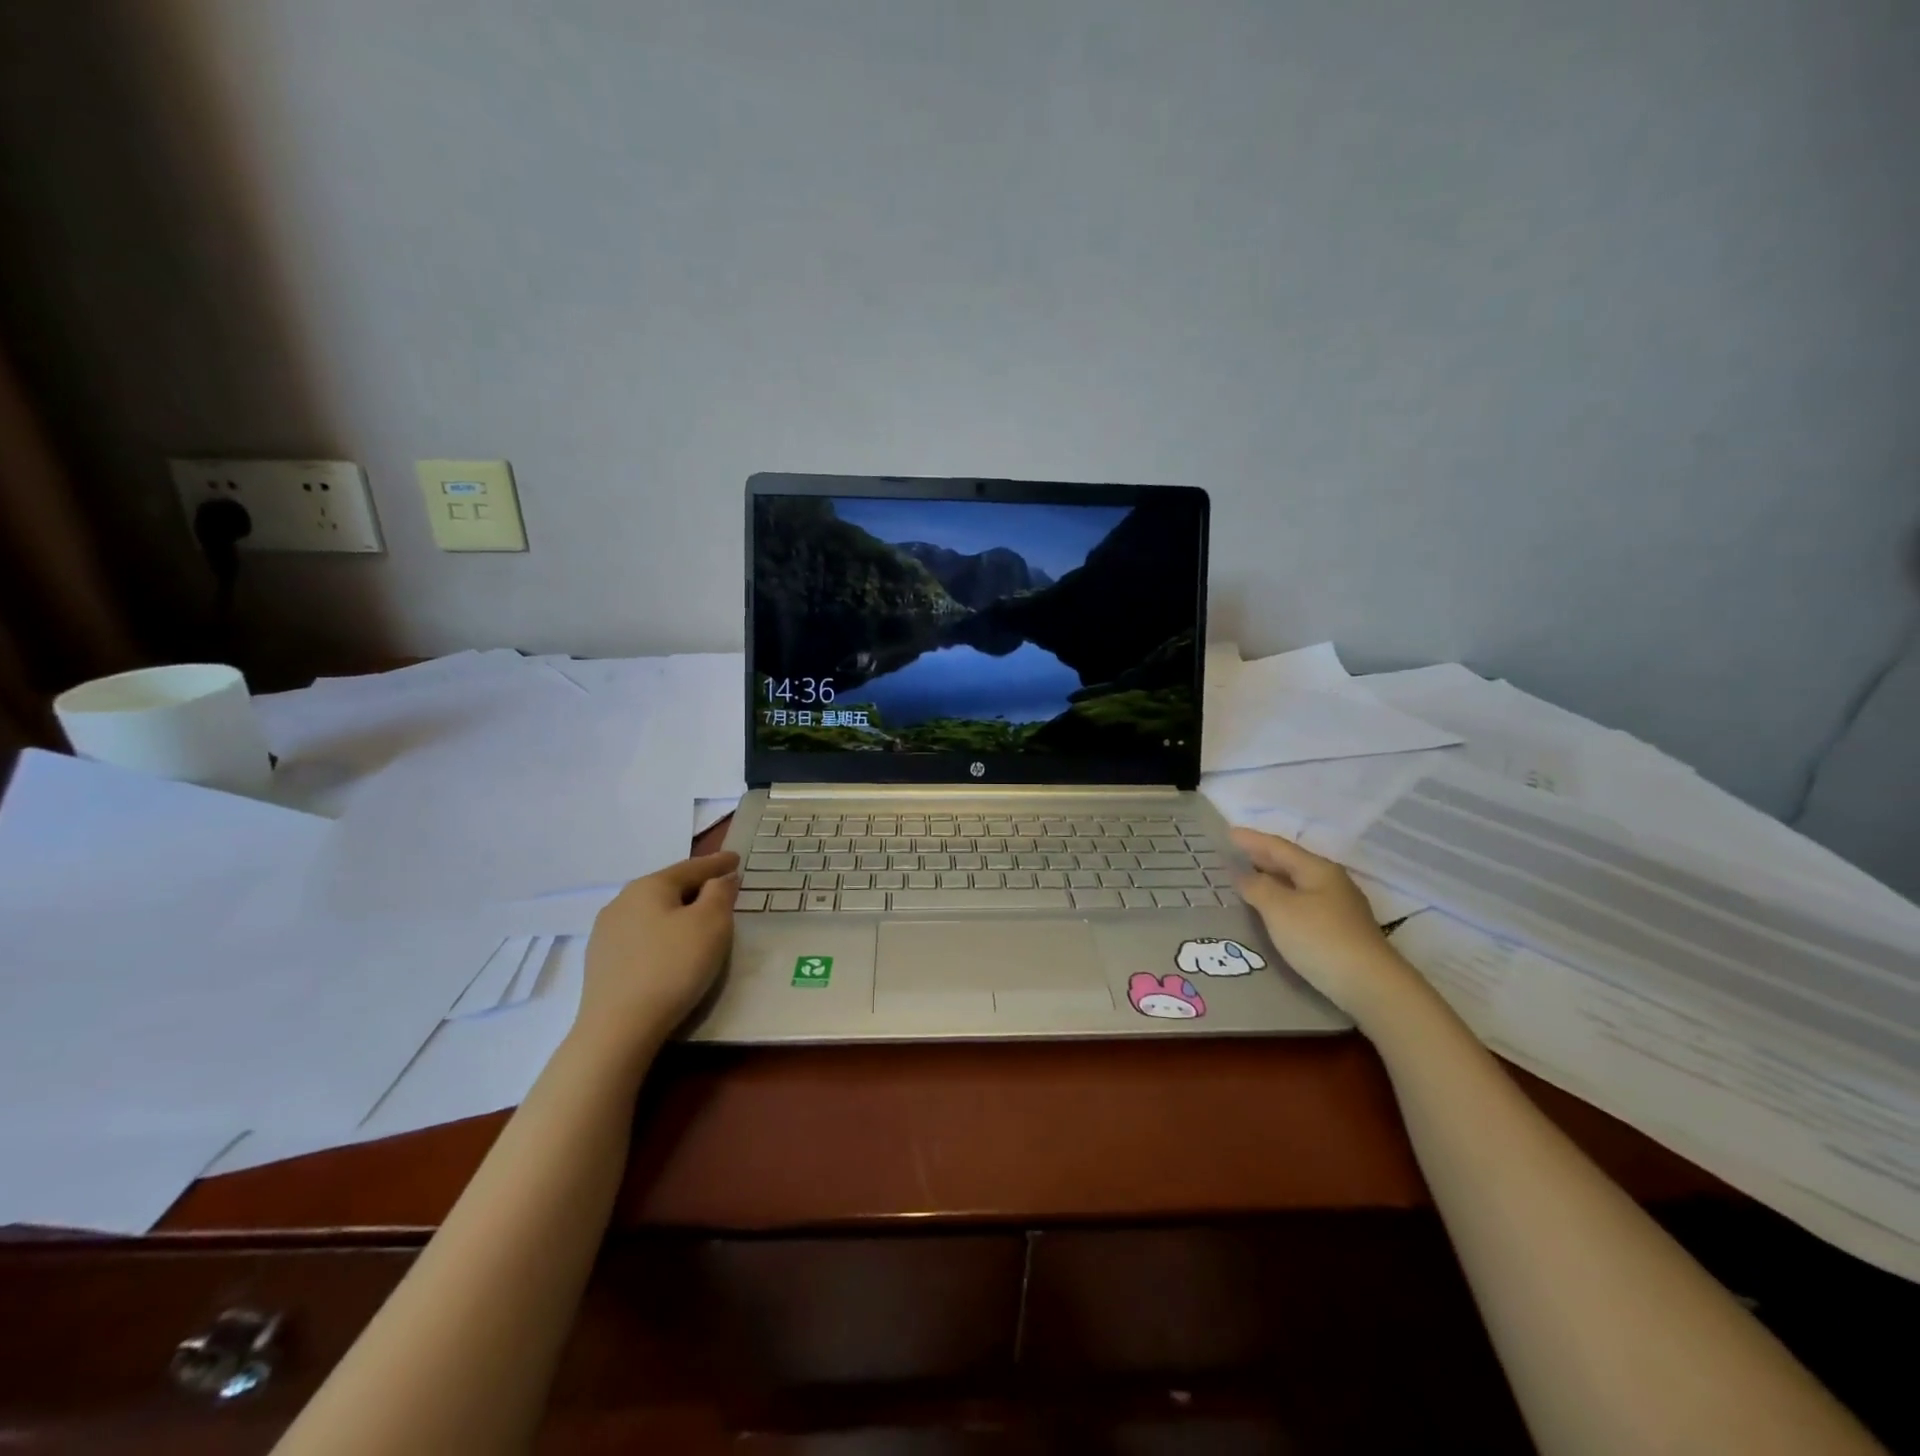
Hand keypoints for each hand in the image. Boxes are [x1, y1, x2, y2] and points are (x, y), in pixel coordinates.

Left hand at [577, 851, 739, 1052]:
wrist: (618, 1028)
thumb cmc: (672, 967)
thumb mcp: (711, 924)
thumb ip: (720, 894)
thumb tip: (720, 879)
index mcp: (649, 886)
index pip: (692, 867)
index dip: (717, 863)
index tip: (736, 859)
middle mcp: (622, 901)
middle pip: (668, 887)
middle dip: (695, 886)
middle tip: (720, 890)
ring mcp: (606, 932)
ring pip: (651, 912)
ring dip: (676, 911)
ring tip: (696, 920)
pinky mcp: (599, 962)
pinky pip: (640, 936)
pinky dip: (660, 933)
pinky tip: (668, 948)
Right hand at [1231, 828, 1418, 1020]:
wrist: (1370, 986)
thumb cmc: (1320, 939)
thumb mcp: (1280, 909)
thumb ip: (1257, 887)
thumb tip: (1242, 873)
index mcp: (1317, 869)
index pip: (1278, 847)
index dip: (1251, 839)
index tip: (1227, 833)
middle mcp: (1331, 882)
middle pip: (1290, 863)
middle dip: (1261, 858)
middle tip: (1232, 856)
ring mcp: (1339, 908)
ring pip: (1297, 885)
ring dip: (1271, 880)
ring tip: (1246, 881)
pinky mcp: (1340, 931)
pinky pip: (1302, 904)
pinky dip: (1281, 900)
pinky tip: (1271, 911)